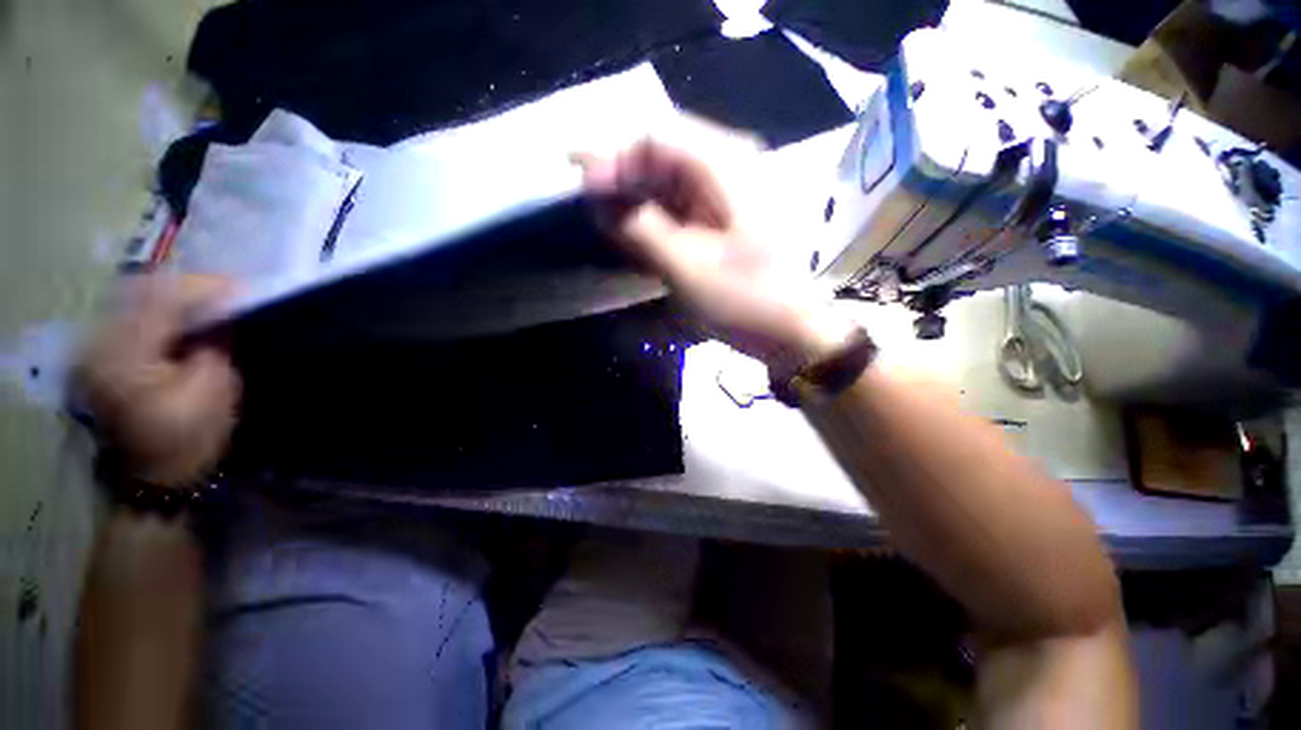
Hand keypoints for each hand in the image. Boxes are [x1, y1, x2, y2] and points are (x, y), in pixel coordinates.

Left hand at [76, 275, 240, 485]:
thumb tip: (224, 313)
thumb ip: (214, 345)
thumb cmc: (189, 439)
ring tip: (211, 302)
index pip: (161, 299)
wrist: (155, 477)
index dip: (203, 287)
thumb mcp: (213, 390)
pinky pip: (131, 316)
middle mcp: (99, 344)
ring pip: (135, 299)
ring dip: (176, 297)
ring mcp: (95, 349)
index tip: (242, 287)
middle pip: (142, 291)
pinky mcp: (101, 355)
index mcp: (124, 356)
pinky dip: (162, 311)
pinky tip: (185, 319)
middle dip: (189, 287)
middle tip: (229, 292)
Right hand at [575, 139, 855, 364]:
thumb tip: (595, 194)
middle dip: (622, 180)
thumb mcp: (685, 265)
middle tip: (593, 212)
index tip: (583, 191)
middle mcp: (730, 164)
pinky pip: (681, 204)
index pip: (653, 137)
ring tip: (610, 227)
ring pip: (669, 180)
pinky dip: (655, 217)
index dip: (612, 159)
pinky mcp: (726, 217)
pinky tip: (639, 236)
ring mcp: (730, 191)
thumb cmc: (745, 299)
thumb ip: (638, 225)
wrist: (793, 330)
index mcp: (725, 164)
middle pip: (661, 154)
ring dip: (637, 200)